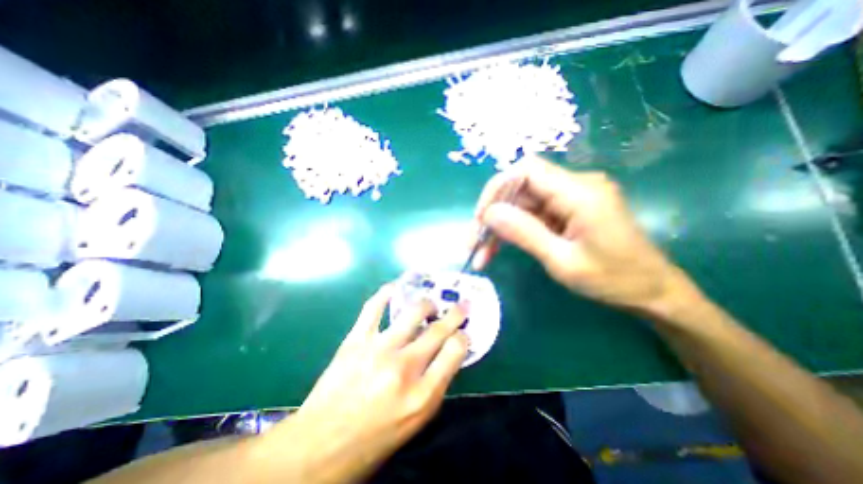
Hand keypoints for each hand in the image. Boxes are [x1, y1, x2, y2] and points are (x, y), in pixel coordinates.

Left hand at [271, 283, 468, 483]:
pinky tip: (396, 288)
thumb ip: (435, 384)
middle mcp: (404, 368)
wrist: (320, 446)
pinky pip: (374, 307)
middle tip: (460, 305)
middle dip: (455, 313)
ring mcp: (378, 349)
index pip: (455, 351)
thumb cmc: (374, 438)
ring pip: (412, 312)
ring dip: (427, 303)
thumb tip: (446, 353)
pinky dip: (386, 293)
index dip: (463, 337)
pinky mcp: (356, 340)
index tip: (463, 332)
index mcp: (422, 394)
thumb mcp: (415, 421)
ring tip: (430, 304)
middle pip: (438, 329)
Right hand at [469, 156, 695, 312]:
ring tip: (482, 255)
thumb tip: (489, 213)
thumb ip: (525, 233)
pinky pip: (532, 215)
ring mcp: (570, 198)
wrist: (651, 291)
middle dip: (493, 215)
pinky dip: (513, 231)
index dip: (497, 189)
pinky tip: (498, 249)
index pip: (526, 170)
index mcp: (580, 192)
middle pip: (519, 189)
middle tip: (474, 244)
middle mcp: (575, 186)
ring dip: (499, 227)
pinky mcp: (567, 210)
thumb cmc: (613, 280)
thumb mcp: (563, 262)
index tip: (480, 218)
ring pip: (521, 204)